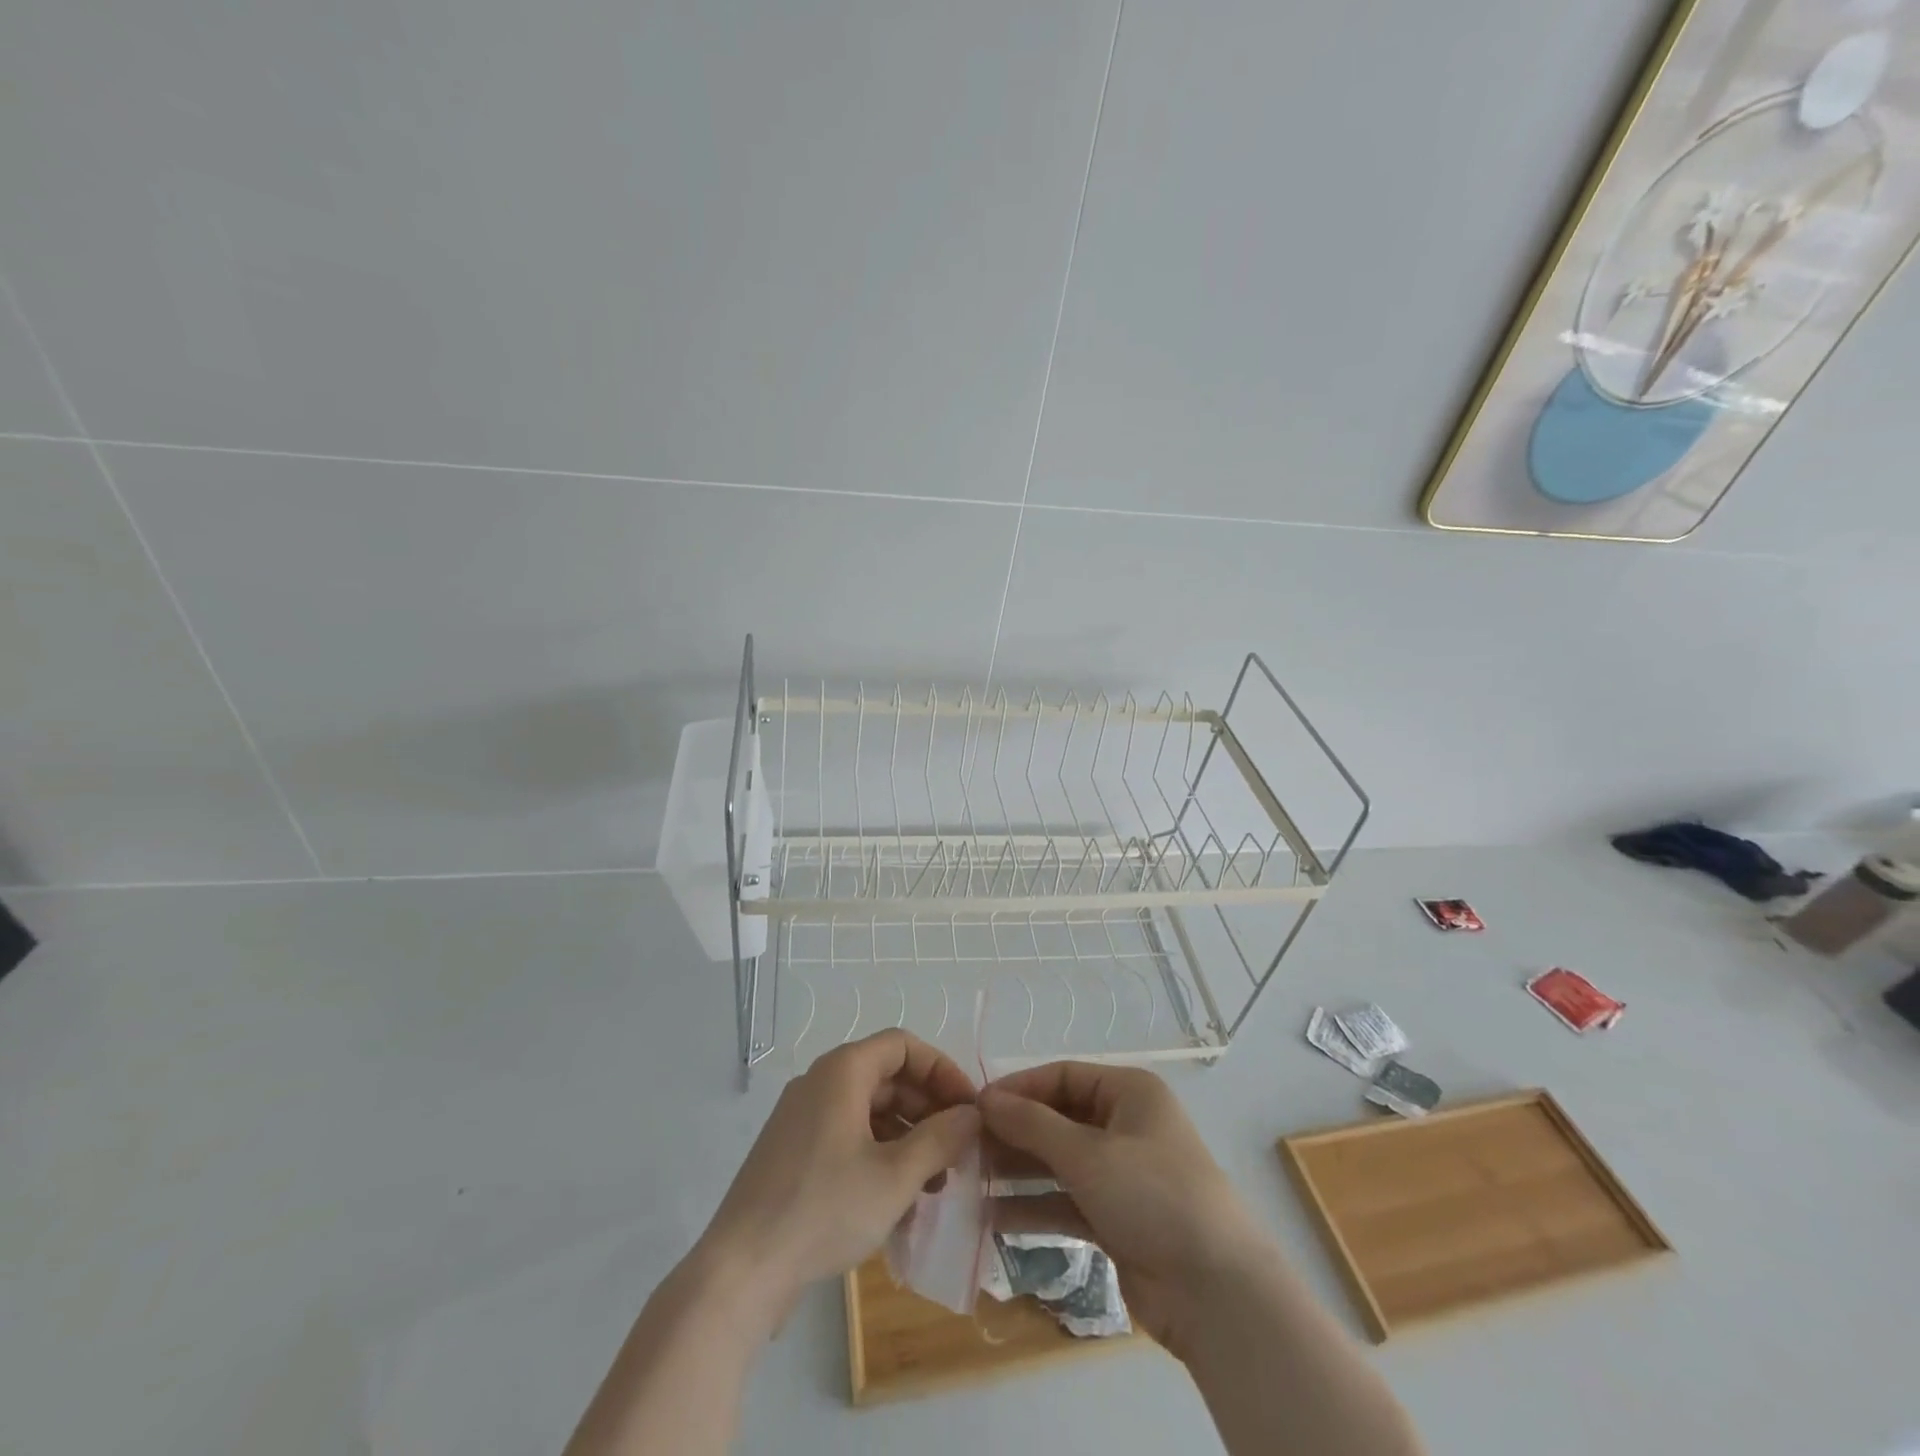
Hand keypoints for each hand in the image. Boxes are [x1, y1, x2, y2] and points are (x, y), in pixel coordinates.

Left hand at [696, 1030, 979, 1326]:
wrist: (740, 1272)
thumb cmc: (824, 1209)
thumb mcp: (896, 1176)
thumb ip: (940, 1138)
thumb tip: (971, 1114)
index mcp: (843, 1071)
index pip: (904, 1046)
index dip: (942, 1071)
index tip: (969, 1108)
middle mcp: (820, 1082)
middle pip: (888, 1077)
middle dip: (928, 1110)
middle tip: (958, 1151)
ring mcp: (803, 1118)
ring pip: (870, 1111)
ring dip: (908, 1139)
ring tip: (935, 1184)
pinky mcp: (794, 1152)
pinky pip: (848, 1137)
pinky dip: (879, 1156)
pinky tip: (899, 1201)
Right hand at [980, 1063, 1271, 1356]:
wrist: (1216, 1292)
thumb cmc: (1152, 1195)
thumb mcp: (1087, 1153)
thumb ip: (1032, 1125)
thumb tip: (984, 1099)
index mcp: (1129, 1092)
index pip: (1063, 1076)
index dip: (1019, 1088)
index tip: (975, 1106)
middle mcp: (1125, 1125)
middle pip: (1058, 1119)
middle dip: (1015, 1133)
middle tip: (967, 1147)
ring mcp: (1122, 1174)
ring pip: (1059, 1162)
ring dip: (1019, 1172)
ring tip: (971, 1181)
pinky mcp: (1117, 1219)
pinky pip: (1066, 1202)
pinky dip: (1035, 1207)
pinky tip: (993, 1217)